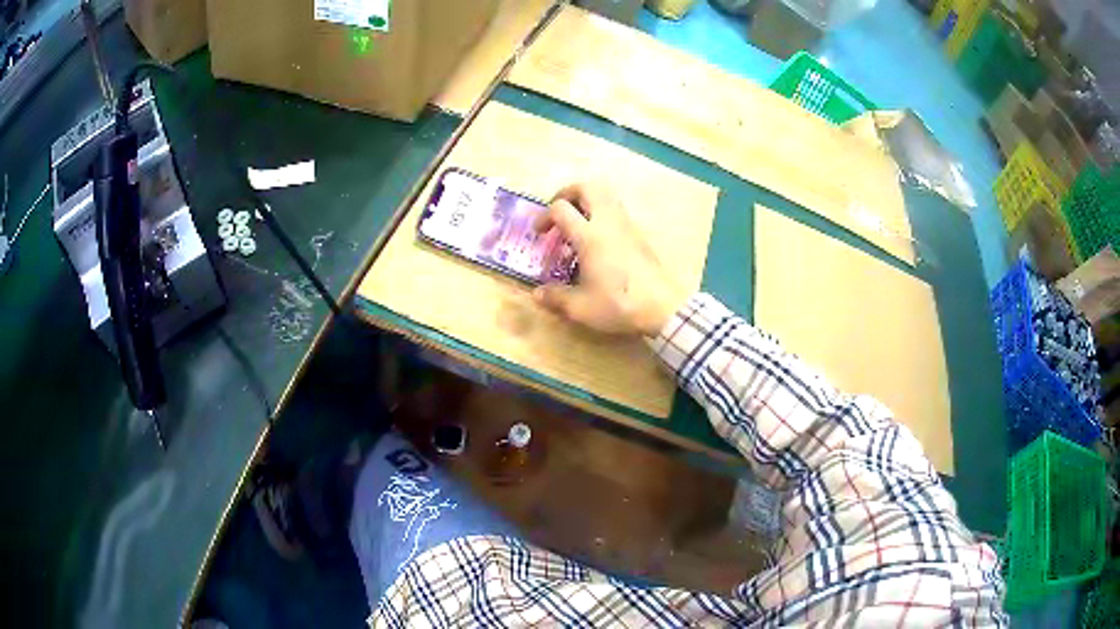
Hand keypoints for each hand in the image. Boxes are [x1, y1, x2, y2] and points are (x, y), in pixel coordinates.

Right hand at [532, 183, 680, 336]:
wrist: (663, 307)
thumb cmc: (618, 304)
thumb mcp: (580, 307)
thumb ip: (556, 297)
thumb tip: (537, 294)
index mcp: (589, 236)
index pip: (561, 208)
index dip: (544, 216)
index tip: (539, 233)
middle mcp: (608, 222)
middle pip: (587, 187)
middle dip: (568, 193)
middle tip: (559, 211)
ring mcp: (627, 225)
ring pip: (606, 195)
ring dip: (587, 201)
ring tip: (578, 223)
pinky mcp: (640, 234)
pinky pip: (617, 210)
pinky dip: (602, 214)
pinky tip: (598, 240)